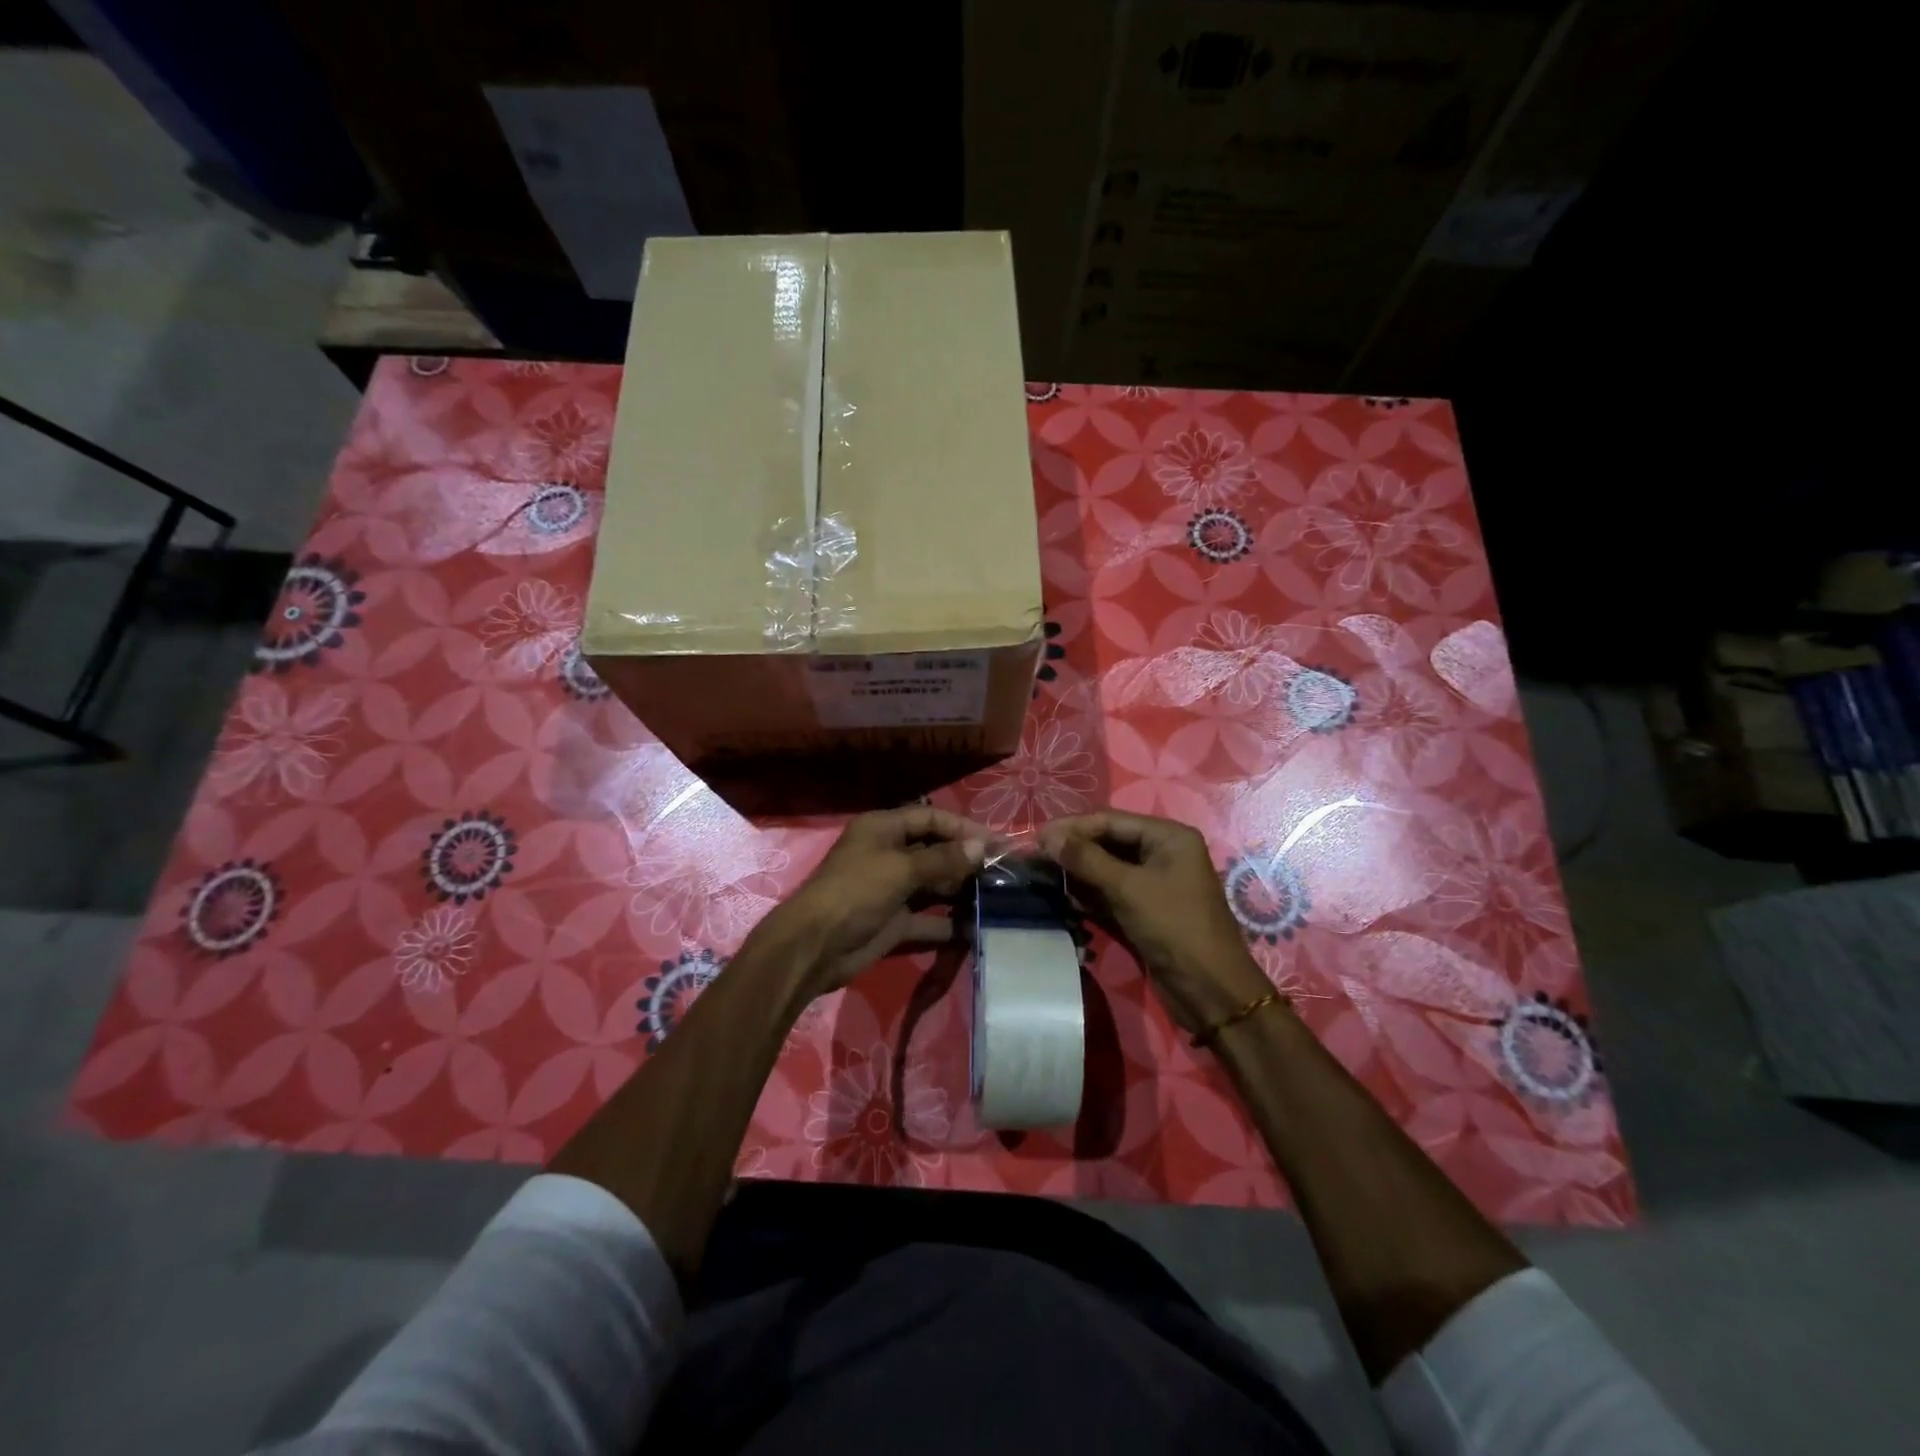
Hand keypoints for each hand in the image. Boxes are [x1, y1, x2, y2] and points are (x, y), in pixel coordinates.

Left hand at [757, 805, 990, 999]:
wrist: (815, 947)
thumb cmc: (855, 892)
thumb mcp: (900, 869)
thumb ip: (942, 859)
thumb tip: (981, 847)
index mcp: (883, 829)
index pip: (931, 819)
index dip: (963, 828)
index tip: (996, 843)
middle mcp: (889, 854)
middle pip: (935, 851)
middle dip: (966, 860)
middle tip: (1002, 871)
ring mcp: (892, 890)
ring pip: (934, 885)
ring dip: (961, 891)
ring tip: (997, 897)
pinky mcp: (895, 922)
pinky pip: (928, 919)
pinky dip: (949, 923)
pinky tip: (976, 928)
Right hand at [1040, 810, 1271, 1034]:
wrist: (1209, 990)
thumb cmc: (1174, 927)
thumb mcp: (1128, 888)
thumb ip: (1086, 859)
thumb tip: (1046, 836)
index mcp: (1168, 836)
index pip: (1110, 820)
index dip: (1072, 827)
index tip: (1035, 837)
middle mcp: (1162, 853)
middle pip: (1107, 842)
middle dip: (1072, 849)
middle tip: (1033, 856)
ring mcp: (1154, 882)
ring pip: (1106, 868)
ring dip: (1076, 872)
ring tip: (1039, 874)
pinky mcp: (1144, 909)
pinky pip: (1110, 892)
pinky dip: (1087, 894)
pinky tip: (1061, 896)